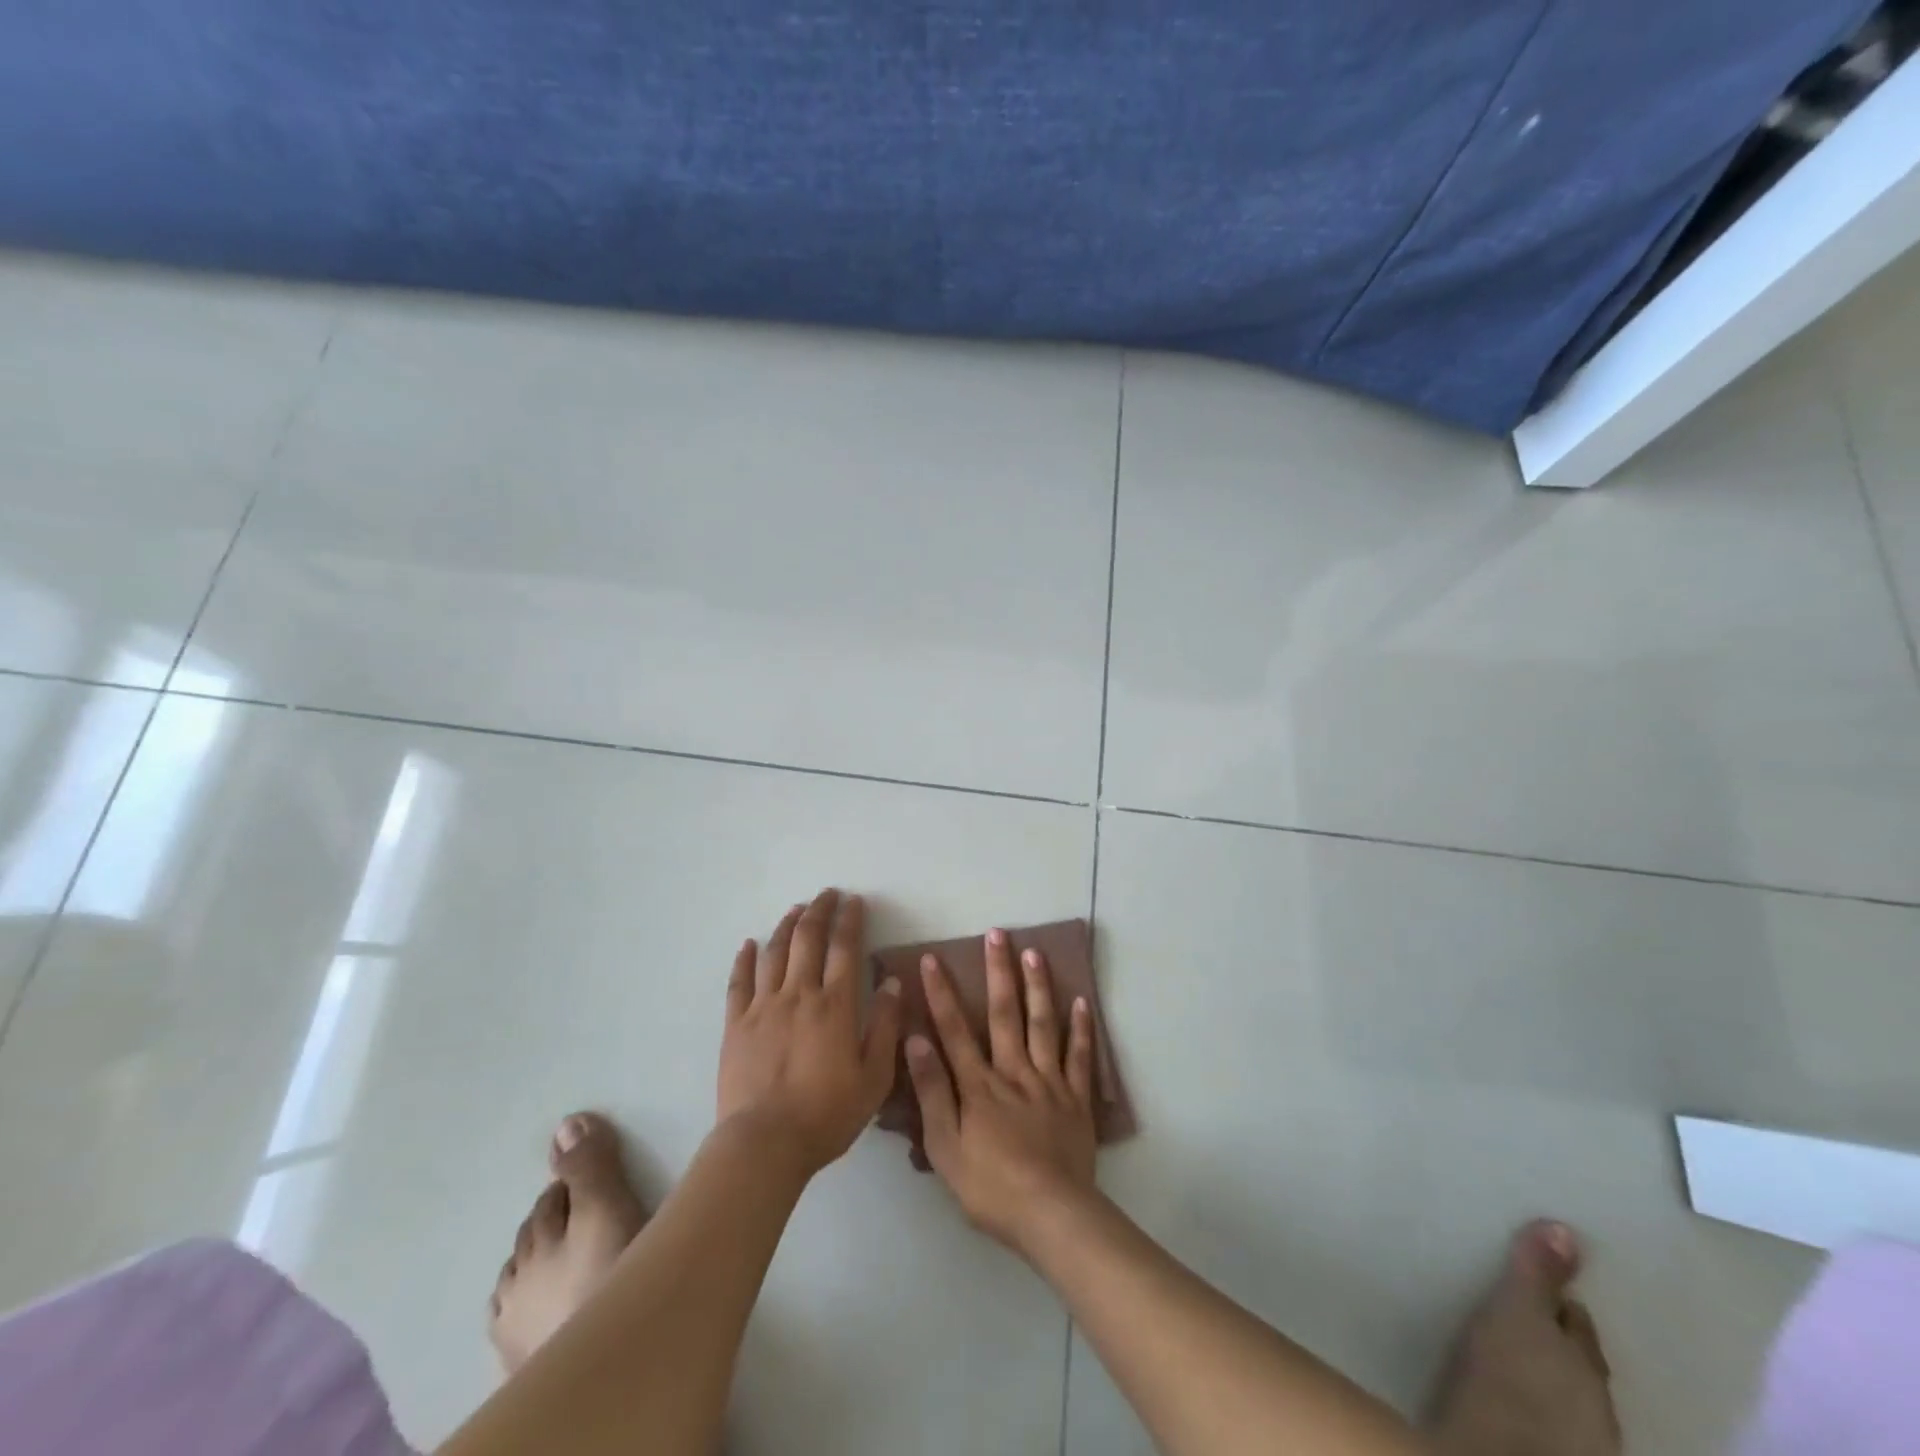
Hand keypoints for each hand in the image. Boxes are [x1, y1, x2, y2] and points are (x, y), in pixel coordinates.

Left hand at [719, 889, 903, 1176]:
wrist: (764, 1144)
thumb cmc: (826, 1114)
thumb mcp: (874, 1078)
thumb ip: (885, 1027)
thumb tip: (892, 983)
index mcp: (835, 1005)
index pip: (845, 948)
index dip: (851, 920)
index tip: (855, 901)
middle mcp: (799, 994)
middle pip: (808, 939)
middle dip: (820, 911)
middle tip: (827, 894)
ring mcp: (763, 1007)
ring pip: (775, 952)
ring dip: (787, 926)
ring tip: (796, 909)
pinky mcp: (735, 1024)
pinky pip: (739, 982)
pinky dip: (745, 958)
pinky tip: (750, 944)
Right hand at [907, 928, 1098, 1255]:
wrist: (1052, 1216)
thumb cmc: (990, 1188)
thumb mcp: (944, 1147)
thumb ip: (932, 1091)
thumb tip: (915, 1040)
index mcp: (979, 1084)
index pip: (954, 1029)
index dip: (941, 993)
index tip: (932, 958)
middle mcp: (1013, 1071)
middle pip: (1004, 1013)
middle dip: (998, 971)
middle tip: (997, 933)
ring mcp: (1049, 1081)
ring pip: (1043, 1024)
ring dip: (1038, 985)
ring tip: (1034, 951)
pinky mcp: (1076, 1098)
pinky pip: (1080, 1056)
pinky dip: (1081, 1028)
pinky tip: (1081, 1001)